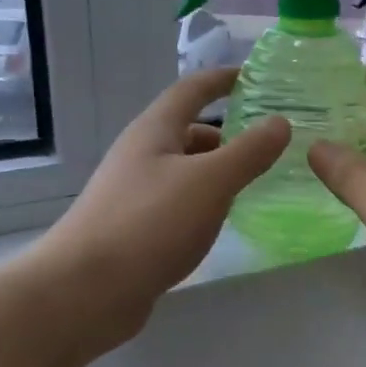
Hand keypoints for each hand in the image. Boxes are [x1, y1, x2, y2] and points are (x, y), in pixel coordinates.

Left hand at [40, 68, 289, 353]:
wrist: (85, 290)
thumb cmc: (149, 223)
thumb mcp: (209, 182)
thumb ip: (248, 152)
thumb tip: (280, 122)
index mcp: (154, 131)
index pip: (191, 90)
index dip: (222, 79)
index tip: (254, 76)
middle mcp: (141, 155)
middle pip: (187, 131)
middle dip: (227, 133)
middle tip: (267, 144)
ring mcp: (134, 193)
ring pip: (183, 170)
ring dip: (216, 170)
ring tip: (253, 183)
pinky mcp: (134, 229)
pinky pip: (177, 202)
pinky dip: (203, 201)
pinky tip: (220, 220)